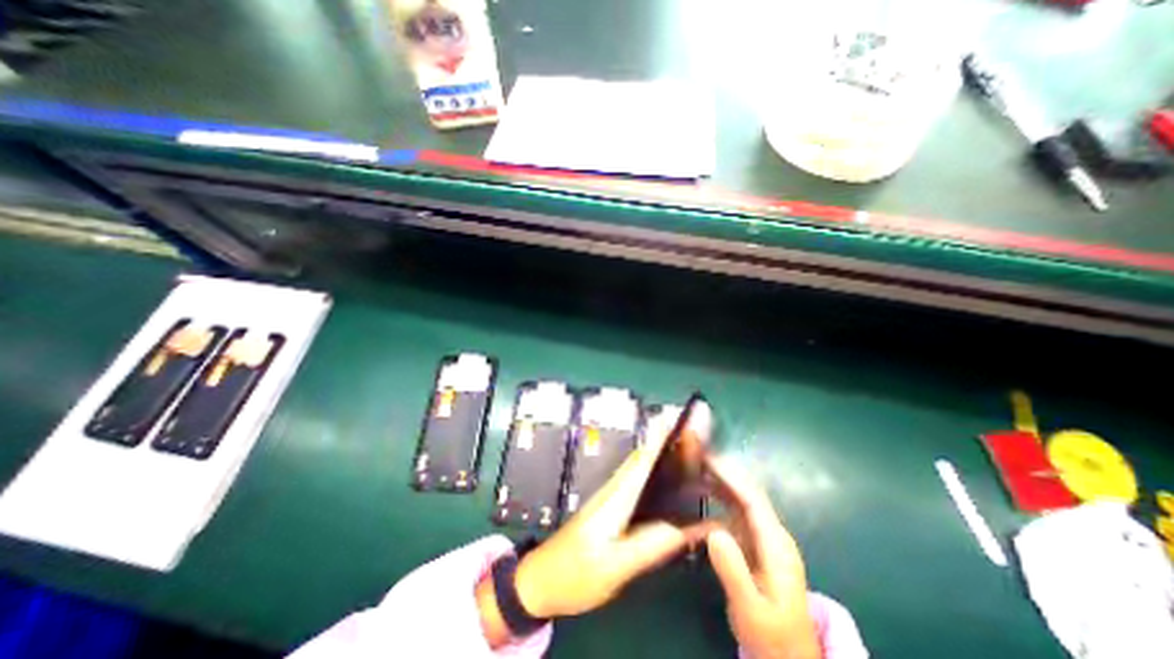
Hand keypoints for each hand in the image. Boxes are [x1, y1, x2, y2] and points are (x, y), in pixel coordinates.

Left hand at [512, 399, 714, 619]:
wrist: (542, 581)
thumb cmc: (574, 573)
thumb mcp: (614, 567)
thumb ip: (649, 546)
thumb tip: (688, 527)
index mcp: (617, 497)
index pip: (643, 460)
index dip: (661, 438)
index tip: (680, 419)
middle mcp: (616, 490)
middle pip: (644, 459)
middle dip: (667, 443)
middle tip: (696, 436)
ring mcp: (612, 498)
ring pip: (641, 470)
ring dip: (663, 457)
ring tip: (691, 456)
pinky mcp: (612, 509)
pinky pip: (638, 484)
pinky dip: (655, 476)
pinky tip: (671, 488)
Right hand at [699, 456, 817, 658]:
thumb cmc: (772, 636)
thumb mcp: (751, 610)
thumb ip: (734, 571)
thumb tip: (714, 532)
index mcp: (776, 545)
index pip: (752, 500)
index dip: (730, 476)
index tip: (706, 459)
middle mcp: (771, 534)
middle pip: (746, 493)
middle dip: (722, 472)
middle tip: (695, 456)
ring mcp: (763, 538)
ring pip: (739, 500)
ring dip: (718, 483)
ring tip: (693, 468)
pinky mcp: (753, 544)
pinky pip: (733, 514)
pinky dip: (716, 501)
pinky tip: (698, 497)